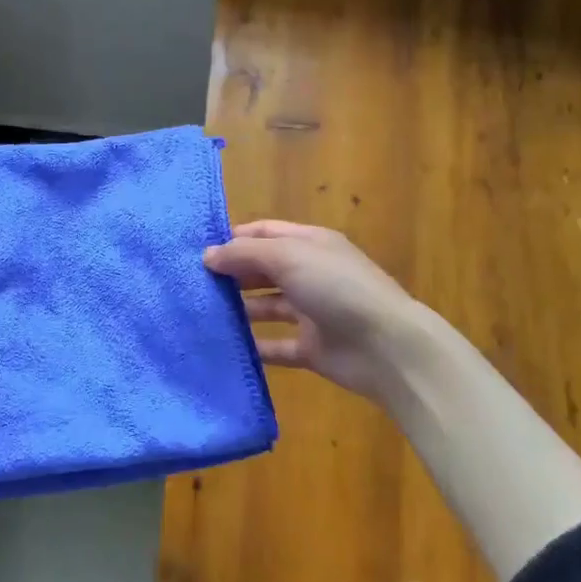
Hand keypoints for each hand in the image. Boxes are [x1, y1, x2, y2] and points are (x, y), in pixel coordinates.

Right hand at [204, 220, 432, 406]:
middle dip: (232, 274)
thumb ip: (245, 254)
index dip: (233, 239)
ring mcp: (312, 312)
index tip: (198, 252)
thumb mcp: (288, 257)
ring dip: (239, 310)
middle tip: (193, 285)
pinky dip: (254, 347)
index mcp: (310, 244)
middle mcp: (310, 274)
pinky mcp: (312, 348)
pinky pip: (276, 346)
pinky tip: (225, 348)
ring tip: (202, 315)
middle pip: (263, 270)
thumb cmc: (337, 288)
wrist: (387, 347)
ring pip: (267, 307)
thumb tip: (208, 255)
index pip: (265, 233)